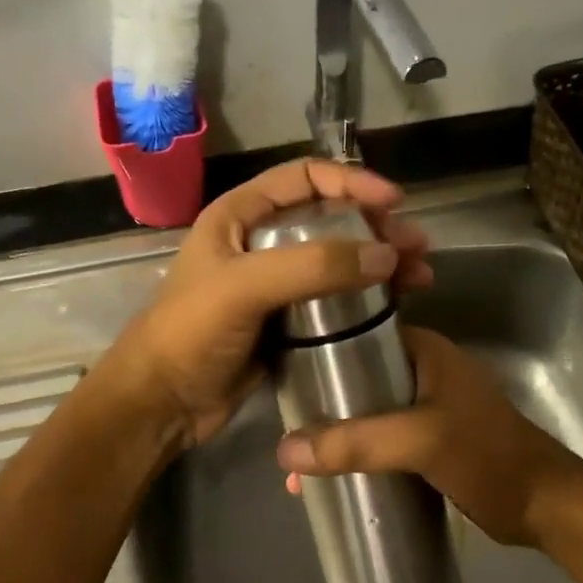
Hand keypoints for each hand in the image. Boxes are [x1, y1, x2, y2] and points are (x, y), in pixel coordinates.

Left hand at [105, 159, 432, 449]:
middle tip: (418, 246)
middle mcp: (259, 242)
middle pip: (329, 219)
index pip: (304, 179)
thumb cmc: (191, 333)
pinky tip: (397, 304)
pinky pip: (334, 300)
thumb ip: (313, 266)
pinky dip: (367, 298)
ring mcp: (275, 285)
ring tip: (421, 276)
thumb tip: (386, 254)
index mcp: (240, 215)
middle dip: (376, 228)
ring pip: (338, 261)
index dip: (351, 182)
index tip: (393, 202)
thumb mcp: (244, 288)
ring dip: (379, 262)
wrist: (162, 403)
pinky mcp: (287, 323)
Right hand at [274, 326, 582, 548]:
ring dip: (336, 435)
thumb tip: (285, 448)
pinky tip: (331, 479)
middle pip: (358, 378)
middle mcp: (424, 372)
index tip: (281, 378)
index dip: (318, 352)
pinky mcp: (432, 442)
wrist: (544, 507)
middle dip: (321, 407)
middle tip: (285, 433)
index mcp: (425, 351)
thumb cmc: (488, 457)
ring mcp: (429, 408)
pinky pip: (382, 440)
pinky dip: (357, 454)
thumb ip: (356, 442)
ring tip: (299, 468)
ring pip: (368, 413)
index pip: (359, 334)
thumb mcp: (421, 441)